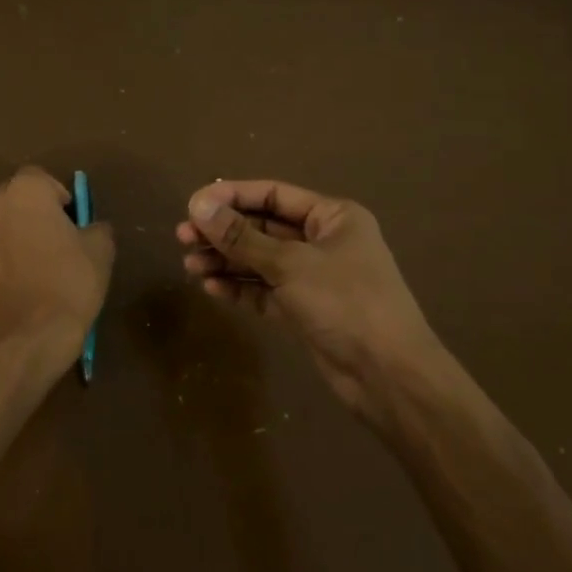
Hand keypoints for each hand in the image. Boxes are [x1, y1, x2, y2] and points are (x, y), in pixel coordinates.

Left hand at [0, 167, 114, 373]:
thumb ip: (96, 227)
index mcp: (23, 193)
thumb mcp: (100, 250)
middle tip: (59, 240)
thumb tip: (90, 229)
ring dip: (18, 238)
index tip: (73, 221)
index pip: (40, 178)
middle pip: (16, 200)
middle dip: (35, 213)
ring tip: (41, 268)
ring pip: (2, 228)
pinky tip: (25, 288)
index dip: (59, 196)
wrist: (26, 339)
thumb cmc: (68, 283)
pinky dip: (6, 263)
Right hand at [177, 179, 445, 424]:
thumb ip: (242, 237)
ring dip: (226, 261)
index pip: (273, 194)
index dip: (232, 196)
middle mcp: (323, 241)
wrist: (389, 377)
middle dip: (224, 232)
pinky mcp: (305, 310)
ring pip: (261, 261)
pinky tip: (211, 288)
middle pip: (263, 227)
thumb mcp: (291, 264)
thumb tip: (198, 206)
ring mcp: (314, 277)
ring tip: (190, 266)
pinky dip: (240, 287)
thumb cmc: (346, 303)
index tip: (193, 205)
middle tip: (182, 237)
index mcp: (332, 217)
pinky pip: (265, 290)